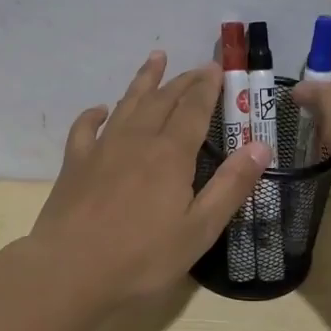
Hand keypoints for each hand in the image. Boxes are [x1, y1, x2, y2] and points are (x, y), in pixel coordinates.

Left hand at [30, 51, 272, 305]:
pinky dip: (95, 113)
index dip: (207, 87)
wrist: (69, 271)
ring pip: (127, 103)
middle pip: (163, 100)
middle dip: (182, 81)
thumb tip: (261, 146)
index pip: (194, 109)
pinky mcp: (75, 163)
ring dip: (144, 80)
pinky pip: (85, 127)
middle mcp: (137, 140)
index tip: (216, 68)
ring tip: (156, 58)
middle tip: (197, 67)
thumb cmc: (141, 258)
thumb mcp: (199, 230)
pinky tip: (101, 110)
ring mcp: (102, 148)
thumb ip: (230, 186)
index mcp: (171, 154)